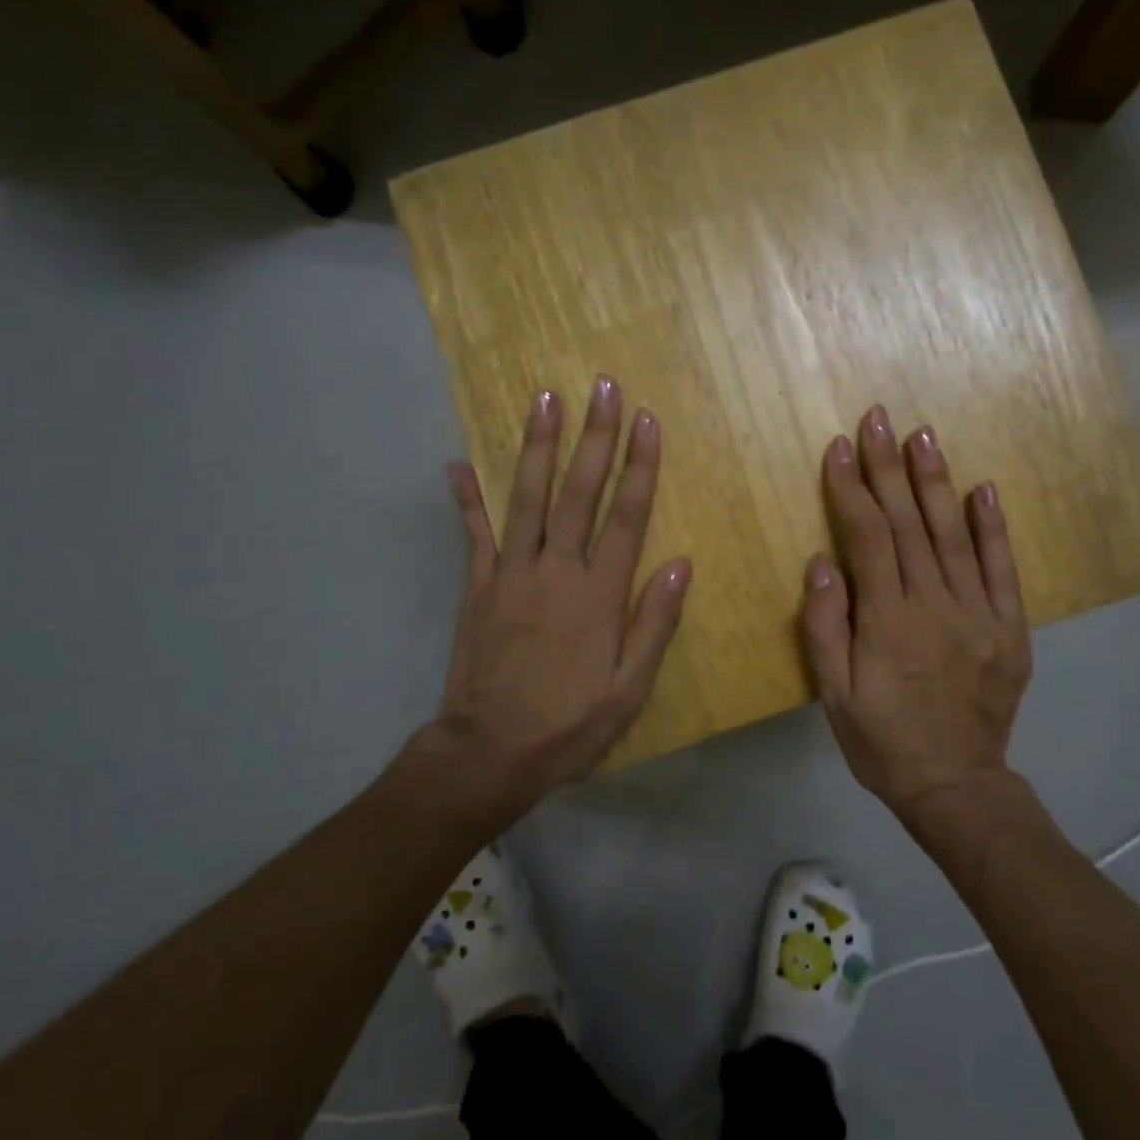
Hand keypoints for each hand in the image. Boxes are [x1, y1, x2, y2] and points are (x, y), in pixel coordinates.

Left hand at [399, 378, 690, 826]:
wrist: (489, 752)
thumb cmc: (570, 724)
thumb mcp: (630, 688)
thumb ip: (655, 622)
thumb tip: (681, 564)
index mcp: (599, 594)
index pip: (626, 515)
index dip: (639, 465)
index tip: (647, 421)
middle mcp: (556, 570)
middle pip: (578, 491)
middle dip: (595, 436)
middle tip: (603, 387)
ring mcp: (511, 573)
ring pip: (526, 497)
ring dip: (537, 446)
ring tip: (544, 399)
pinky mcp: (478, 586)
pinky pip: (474, 533)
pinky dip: (467, 498)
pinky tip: (458, 464)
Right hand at [802, 405, 1031, 822]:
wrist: (957, 784)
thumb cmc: (882, 740)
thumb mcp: (835, 696)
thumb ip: (826, 627)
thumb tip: (823, 562)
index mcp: (888, 623)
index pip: (868, 539)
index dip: (852, 489)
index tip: (840, 448)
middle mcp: (936, 607)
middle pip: (909, 525)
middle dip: (890, 467)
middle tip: (879, 418)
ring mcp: (980, 614)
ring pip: (954, 535)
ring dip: (935, 482)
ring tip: (923, 435)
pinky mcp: (1010, 628)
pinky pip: (1002, 569)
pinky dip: (992, 527)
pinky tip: (982, 488)